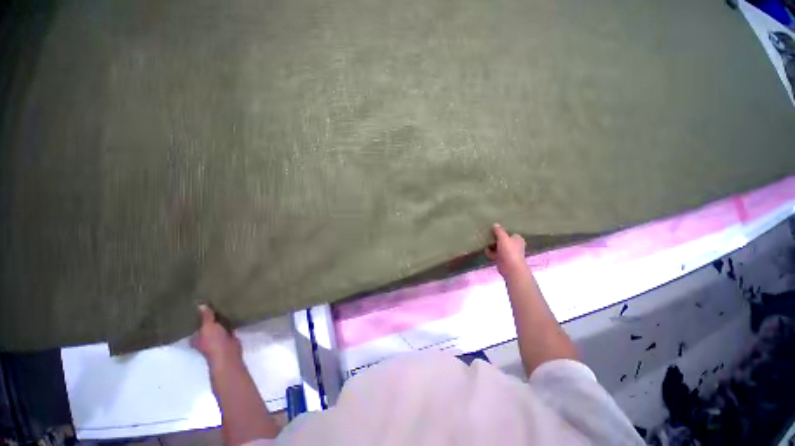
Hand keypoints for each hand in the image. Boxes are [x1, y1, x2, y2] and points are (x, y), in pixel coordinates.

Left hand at [191, 304, 241, 365]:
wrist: (228, 353)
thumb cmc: (213, 341)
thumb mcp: (208, 326)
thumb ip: (205, 316)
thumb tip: (200, 304)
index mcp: (195, 336)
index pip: (193, 324)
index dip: (195, 315)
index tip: (198, 304)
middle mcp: (204, 337)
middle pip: (205, 323)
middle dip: (208, 315)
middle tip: (211, 300)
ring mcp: (216, 337)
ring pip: (217, 324)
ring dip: (219, 318)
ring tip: (222, 303)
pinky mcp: (227, 336)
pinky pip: (227, 326)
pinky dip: (229, 320)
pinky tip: (232, 311)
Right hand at [485, 223, 528, 277]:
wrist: (511, 268)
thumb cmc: (510, 251)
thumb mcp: (503, 238)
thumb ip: (499, 231)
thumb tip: (495, 224)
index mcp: (517, 239)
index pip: (509, 232)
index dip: (502, 230)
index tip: (494, 228)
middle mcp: (513, 245)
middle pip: (503, 239)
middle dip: (495, 238)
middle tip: (487, 233)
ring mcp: (507, 253)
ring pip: (498, 247)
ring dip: (492, 245)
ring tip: (484, 240)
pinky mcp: (501, 259)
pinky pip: (494, 254)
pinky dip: (490, 252)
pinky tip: (484, 249)